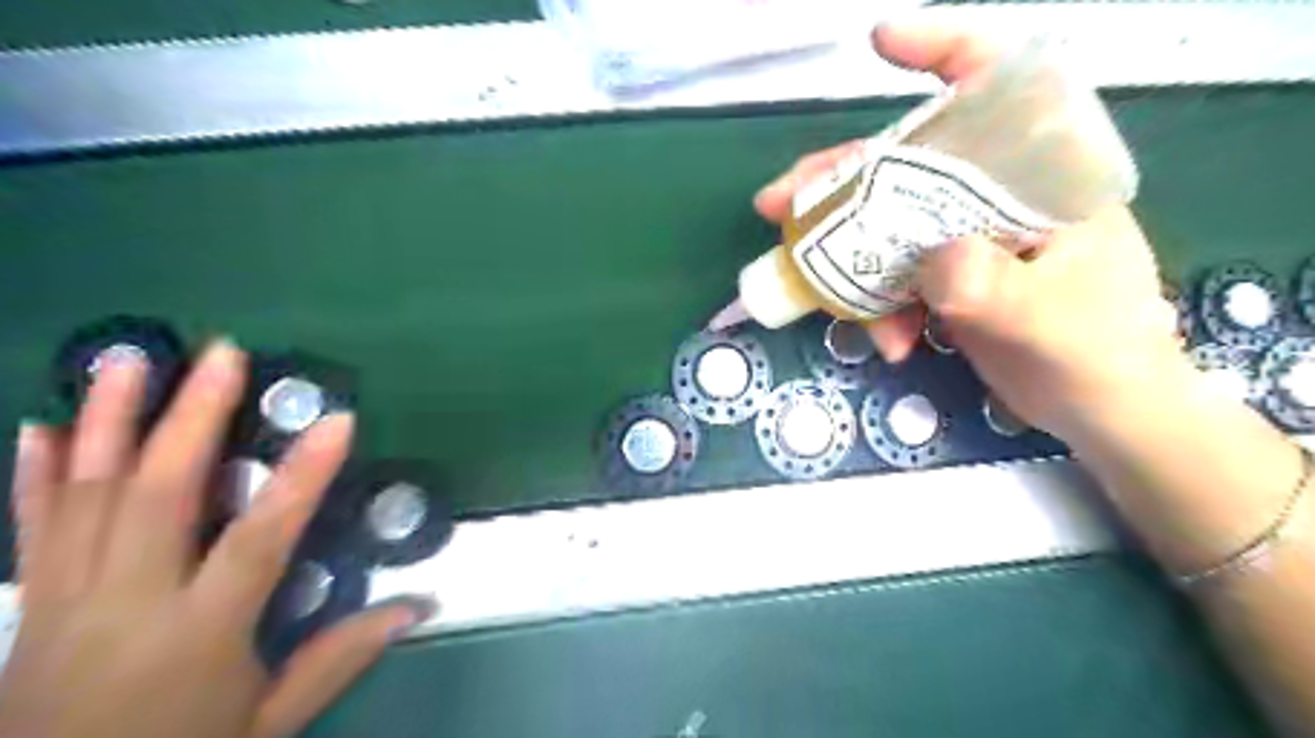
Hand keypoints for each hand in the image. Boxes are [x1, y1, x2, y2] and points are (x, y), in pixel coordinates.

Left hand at [1, 339, 431, 737]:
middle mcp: (127, 603)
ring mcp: (65, 598)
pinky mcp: (31, 603)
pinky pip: (32, 526)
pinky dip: (36, 472)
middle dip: (193, 416)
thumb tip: (421, 604)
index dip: (301, 477)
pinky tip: (41, 425)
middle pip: (158, 495)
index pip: (257, 539)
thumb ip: (341, 657)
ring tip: (130, 357)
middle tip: (223, 353)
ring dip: (110, 420)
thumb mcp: (270, 722)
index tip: (338, 421)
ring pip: (87, 494)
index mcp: (197, 633)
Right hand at [749, 21, 1182, 438]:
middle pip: (909, 162)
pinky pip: (893, 272)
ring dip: (847, 259)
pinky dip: (878, 306)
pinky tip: (889, 341)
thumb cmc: (1096, 356)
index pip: (1003, 87)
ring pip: (888, 221)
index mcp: (1044, 177)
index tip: (880, 44)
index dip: (943, 52)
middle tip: (778, 206)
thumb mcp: (1044, 323)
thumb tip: (932, 254)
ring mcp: (968, 236)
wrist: (1100, 411)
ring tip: (819, 300)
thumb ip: (989, 286)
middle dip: (840, 180)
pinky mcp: (948, 274)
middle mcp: (1000, 193)